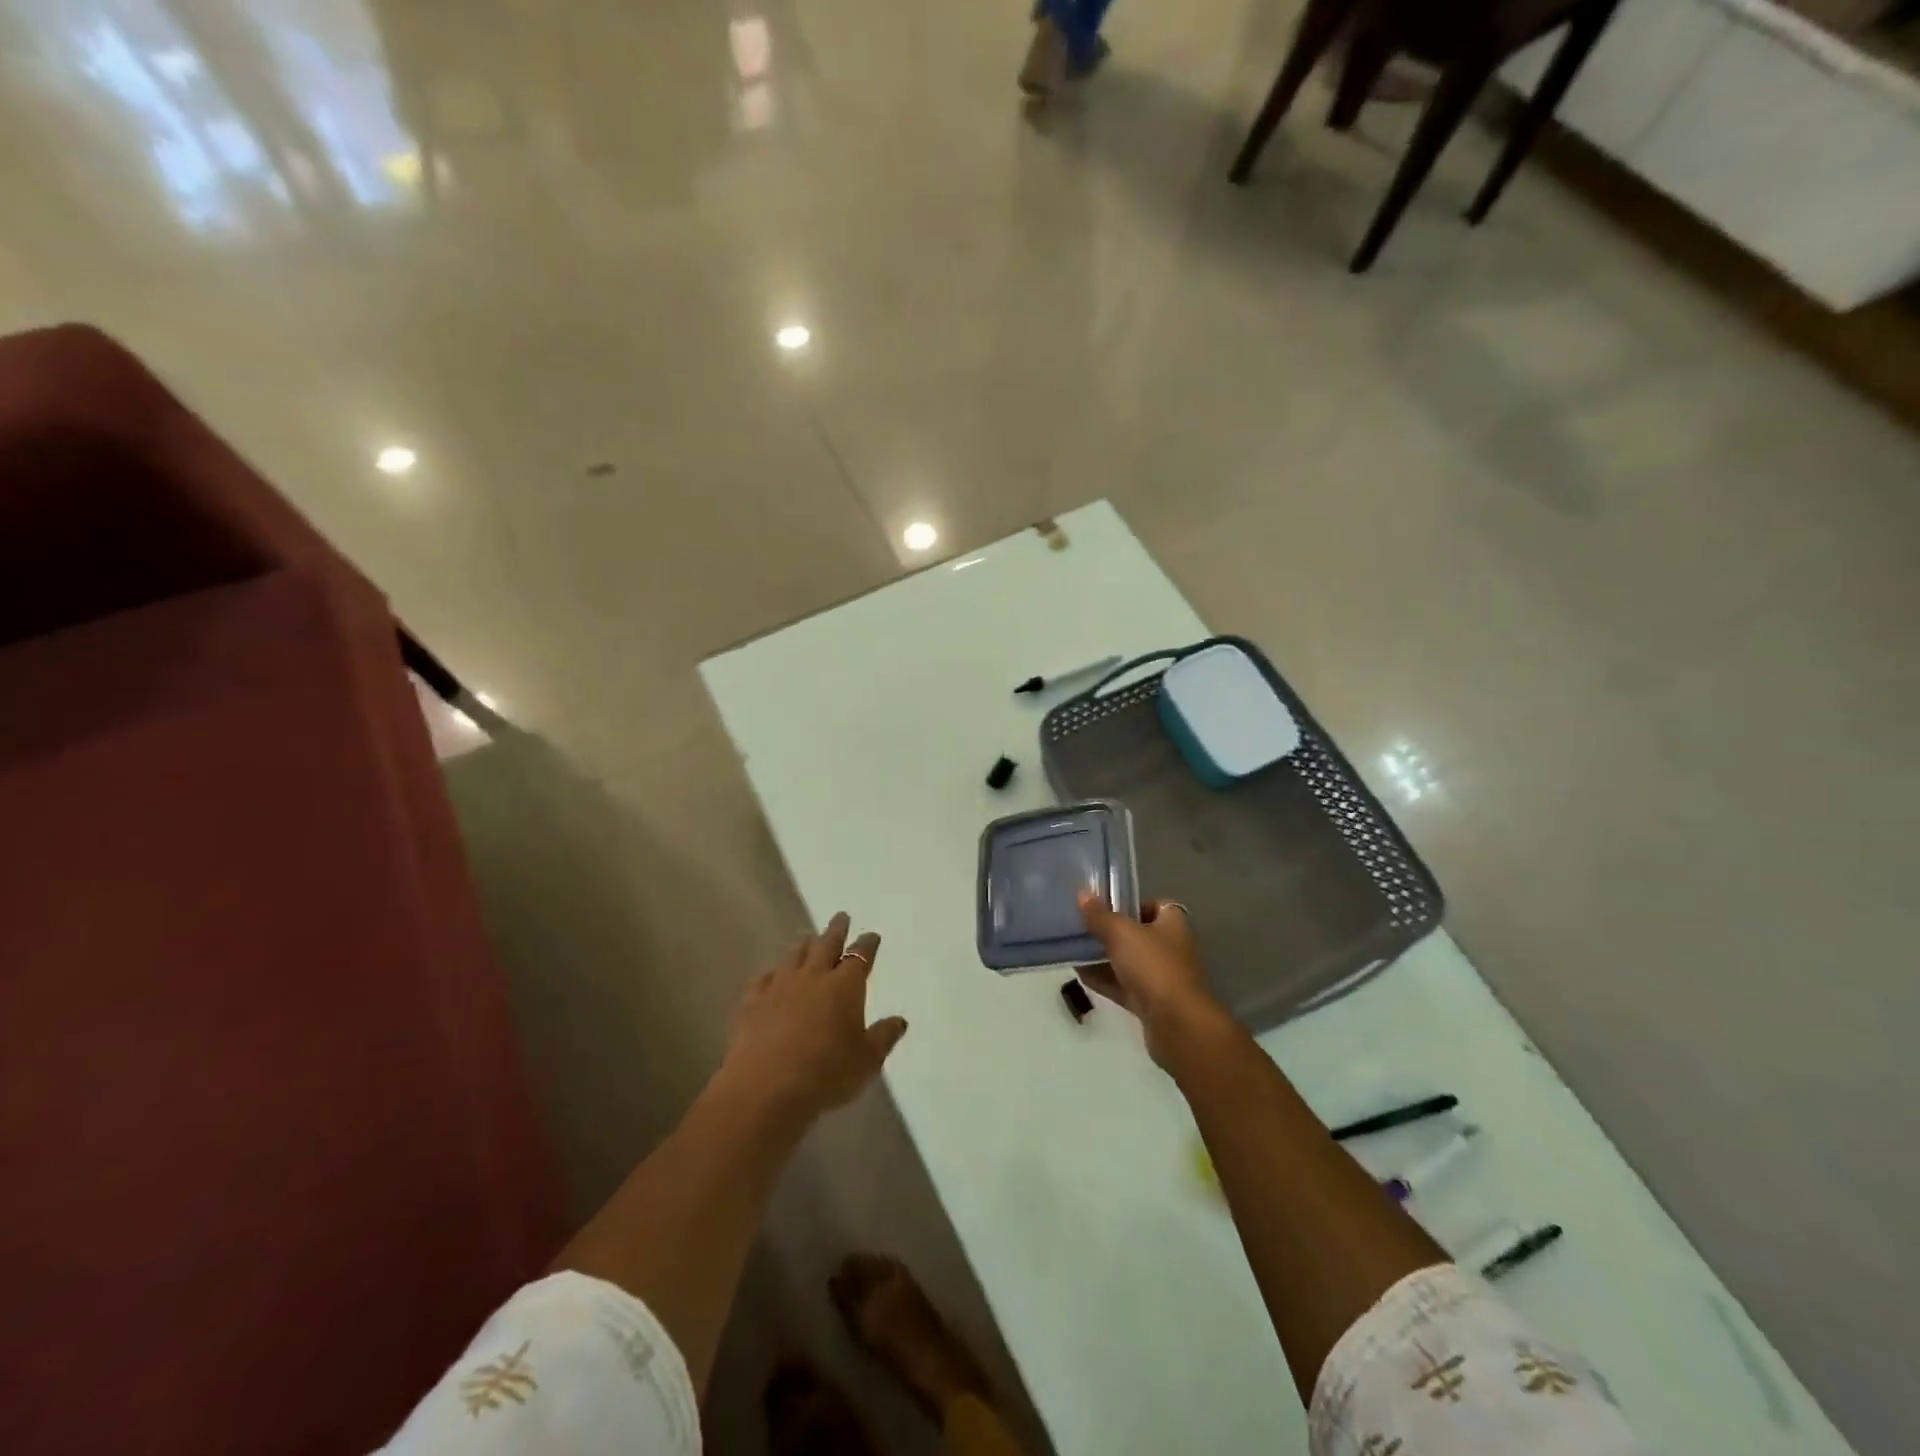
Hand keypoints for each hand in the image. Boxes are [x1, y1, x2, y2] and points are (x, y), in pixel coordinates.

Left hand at [721, 912, 908, 1122]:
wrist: (766, 1088)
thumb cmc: (826, 1074)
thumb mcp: (867, 1061)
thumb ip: (884, 1037)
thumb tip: (900, 1020)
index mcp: (845, 986)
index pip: (860, 956)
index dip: (867, 944)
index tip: (872, 935)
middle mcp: (813, 977)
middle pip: (826, 945)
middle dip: (836, 930)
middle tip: (840, 916)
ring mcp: (780, 987)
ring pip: (795, 956)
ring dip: (804, 945)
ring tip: (808, 938)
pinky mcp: (753, 1003)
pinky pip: (764, 979)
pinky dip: (772, 974)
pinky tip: (771, 975)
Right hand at [1077, 893, 1230, 1068]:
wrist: (1177, 1025)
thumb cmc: (1153, 966)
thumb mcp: (1120, 933)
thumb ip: (1100, 915)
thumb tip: (1082, 894)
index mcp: (1173, 924)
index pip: (1157, 906)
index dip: (1134, 904)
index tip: (1107, 907)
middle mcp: (1171, 948)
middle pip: (1139, 935)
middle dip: (1112, 932)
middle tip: (1084, 927)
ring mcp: (1162, 978)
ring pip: (1130, 962)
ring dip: (1105, 958)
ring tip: (1075, 949)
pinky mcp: (1151, 1004)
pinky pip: (1124, 987)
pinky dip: (1105, 981)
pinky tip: (1080, 975)